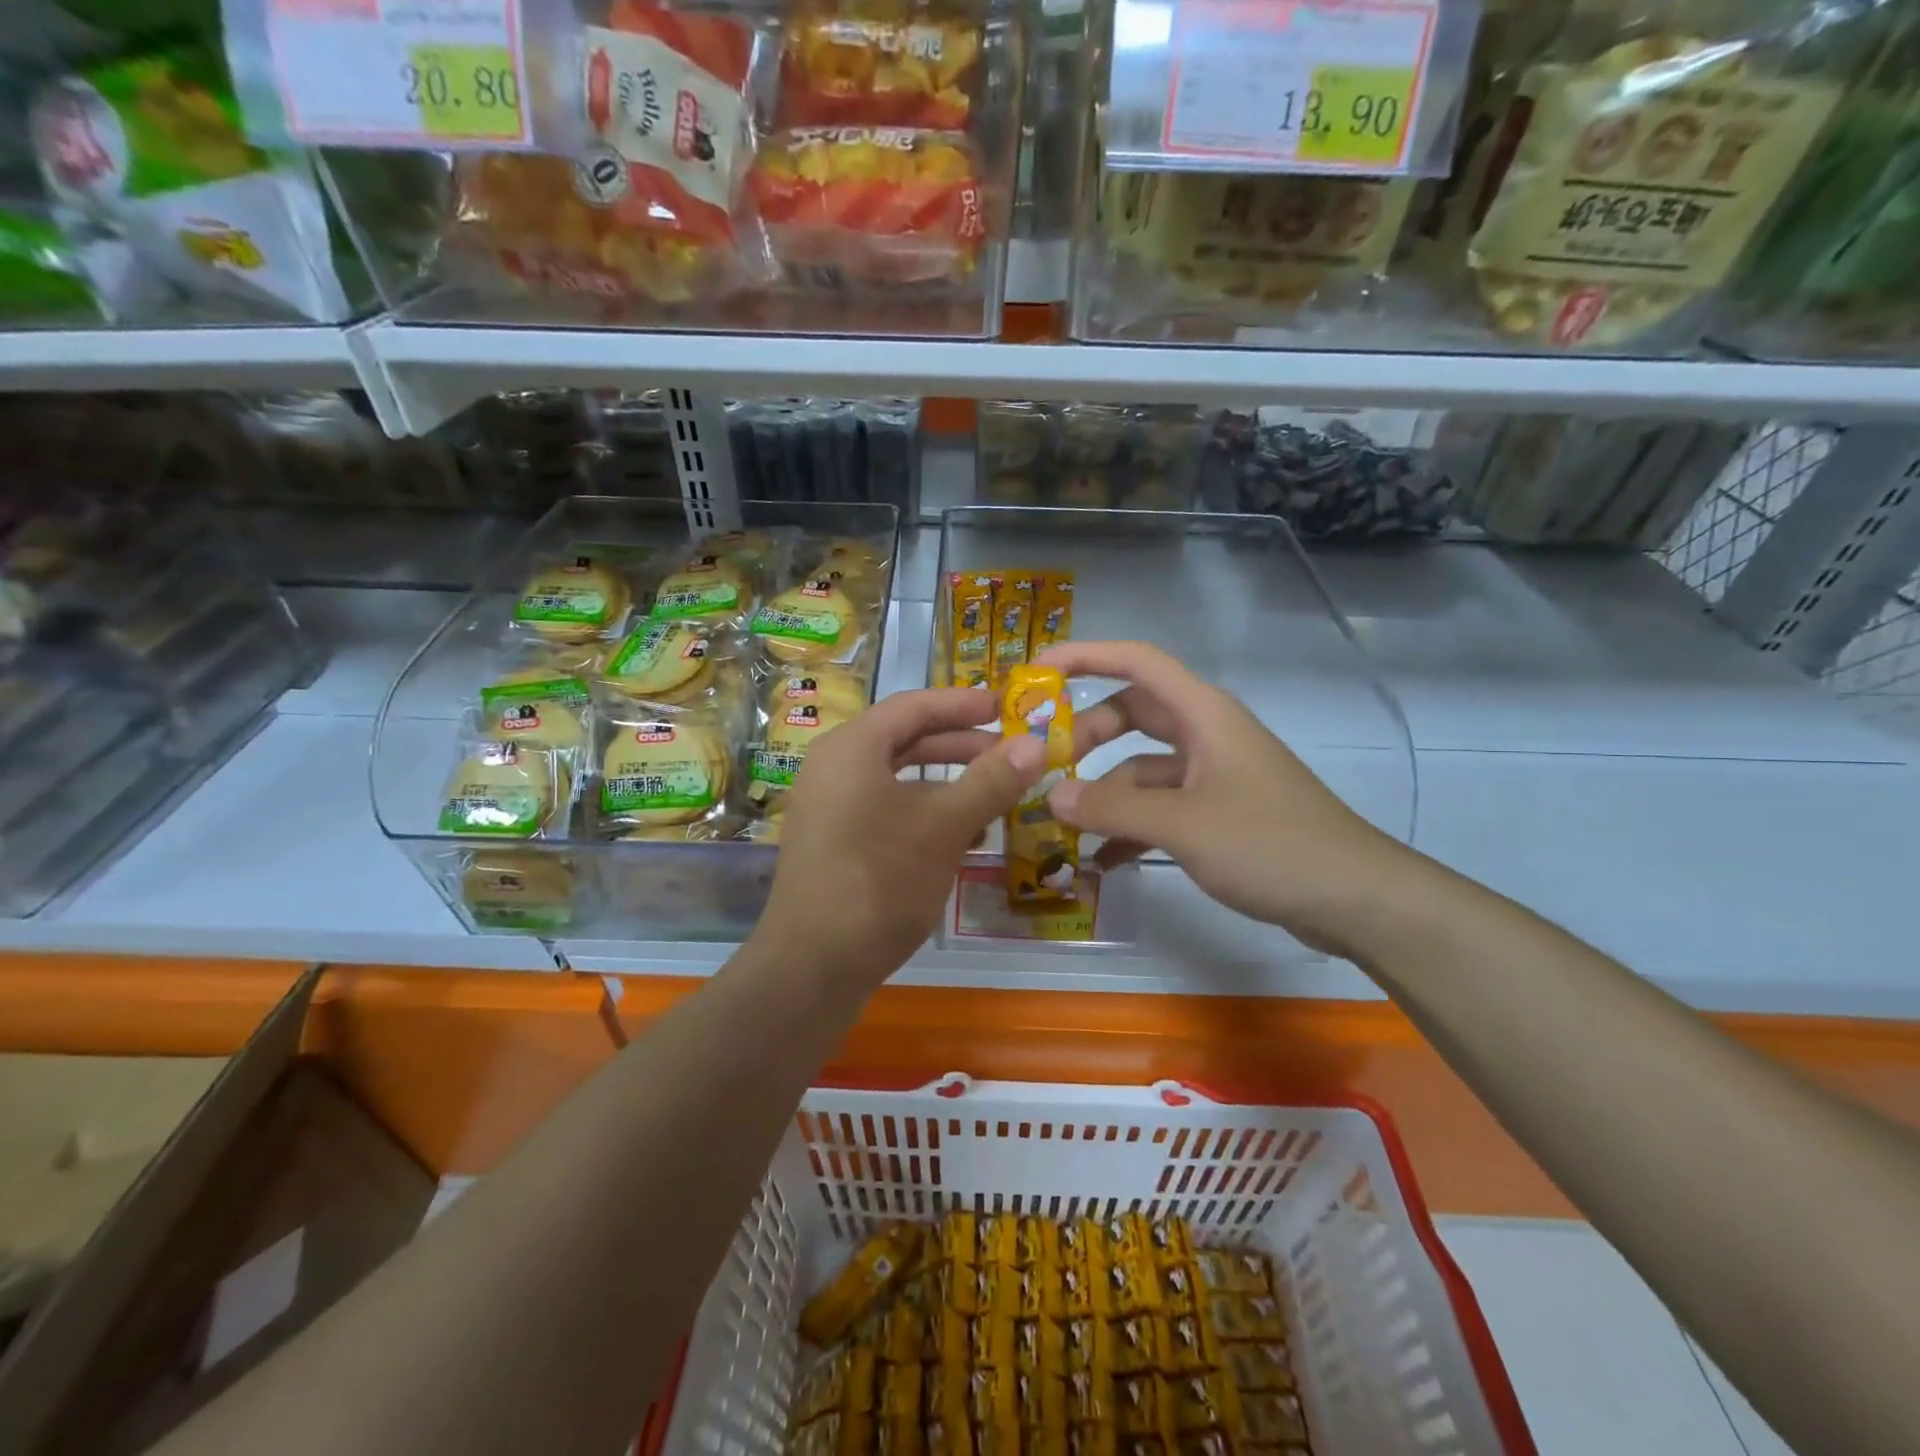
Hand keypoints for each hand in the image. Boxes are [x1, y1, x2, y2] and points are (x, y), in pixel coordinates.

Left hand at [756, 687, 1044, 982]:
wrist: (812, 966)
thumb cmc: (879, 879)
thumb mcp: (944, 826)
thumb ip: (991, 781)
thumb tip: (1036, 742)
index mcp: (852, 748)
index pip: (913, 706)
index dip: (963, 703)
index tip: (1006, 707)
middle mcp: (833, 768)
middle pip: (904, 740)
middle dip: (959, 744)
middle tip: (1008, 751)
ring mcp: (829, 809)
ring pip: (897, 779)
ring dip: (946, 782)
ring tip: (993, 791)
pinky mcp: (833, 845)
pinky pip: (885, 810)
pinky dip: (924, 812)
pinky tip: (962, 835)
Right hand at [1039, 641, 1414, 956]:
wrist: (1354, 898)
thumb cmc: (1270, 844)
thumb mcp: (1182, 824)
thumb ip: (1111, 809)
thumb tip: (1050, 797)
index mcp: (1202, 714)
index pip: (1136, 661)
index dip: (1086, 655)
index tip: (1038, 671)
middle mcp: (1206, 734)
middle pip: (1132, 714)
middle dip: (1087, 736)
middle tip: (1045, 766)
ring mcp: (1213, 775)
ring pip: (1142, 768)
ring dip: (1105, 792)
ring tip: (1064, 827)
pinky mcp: (1219, 812)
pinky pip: (1161, 807)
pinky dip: (1131, 825)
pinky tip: (1103, 860)